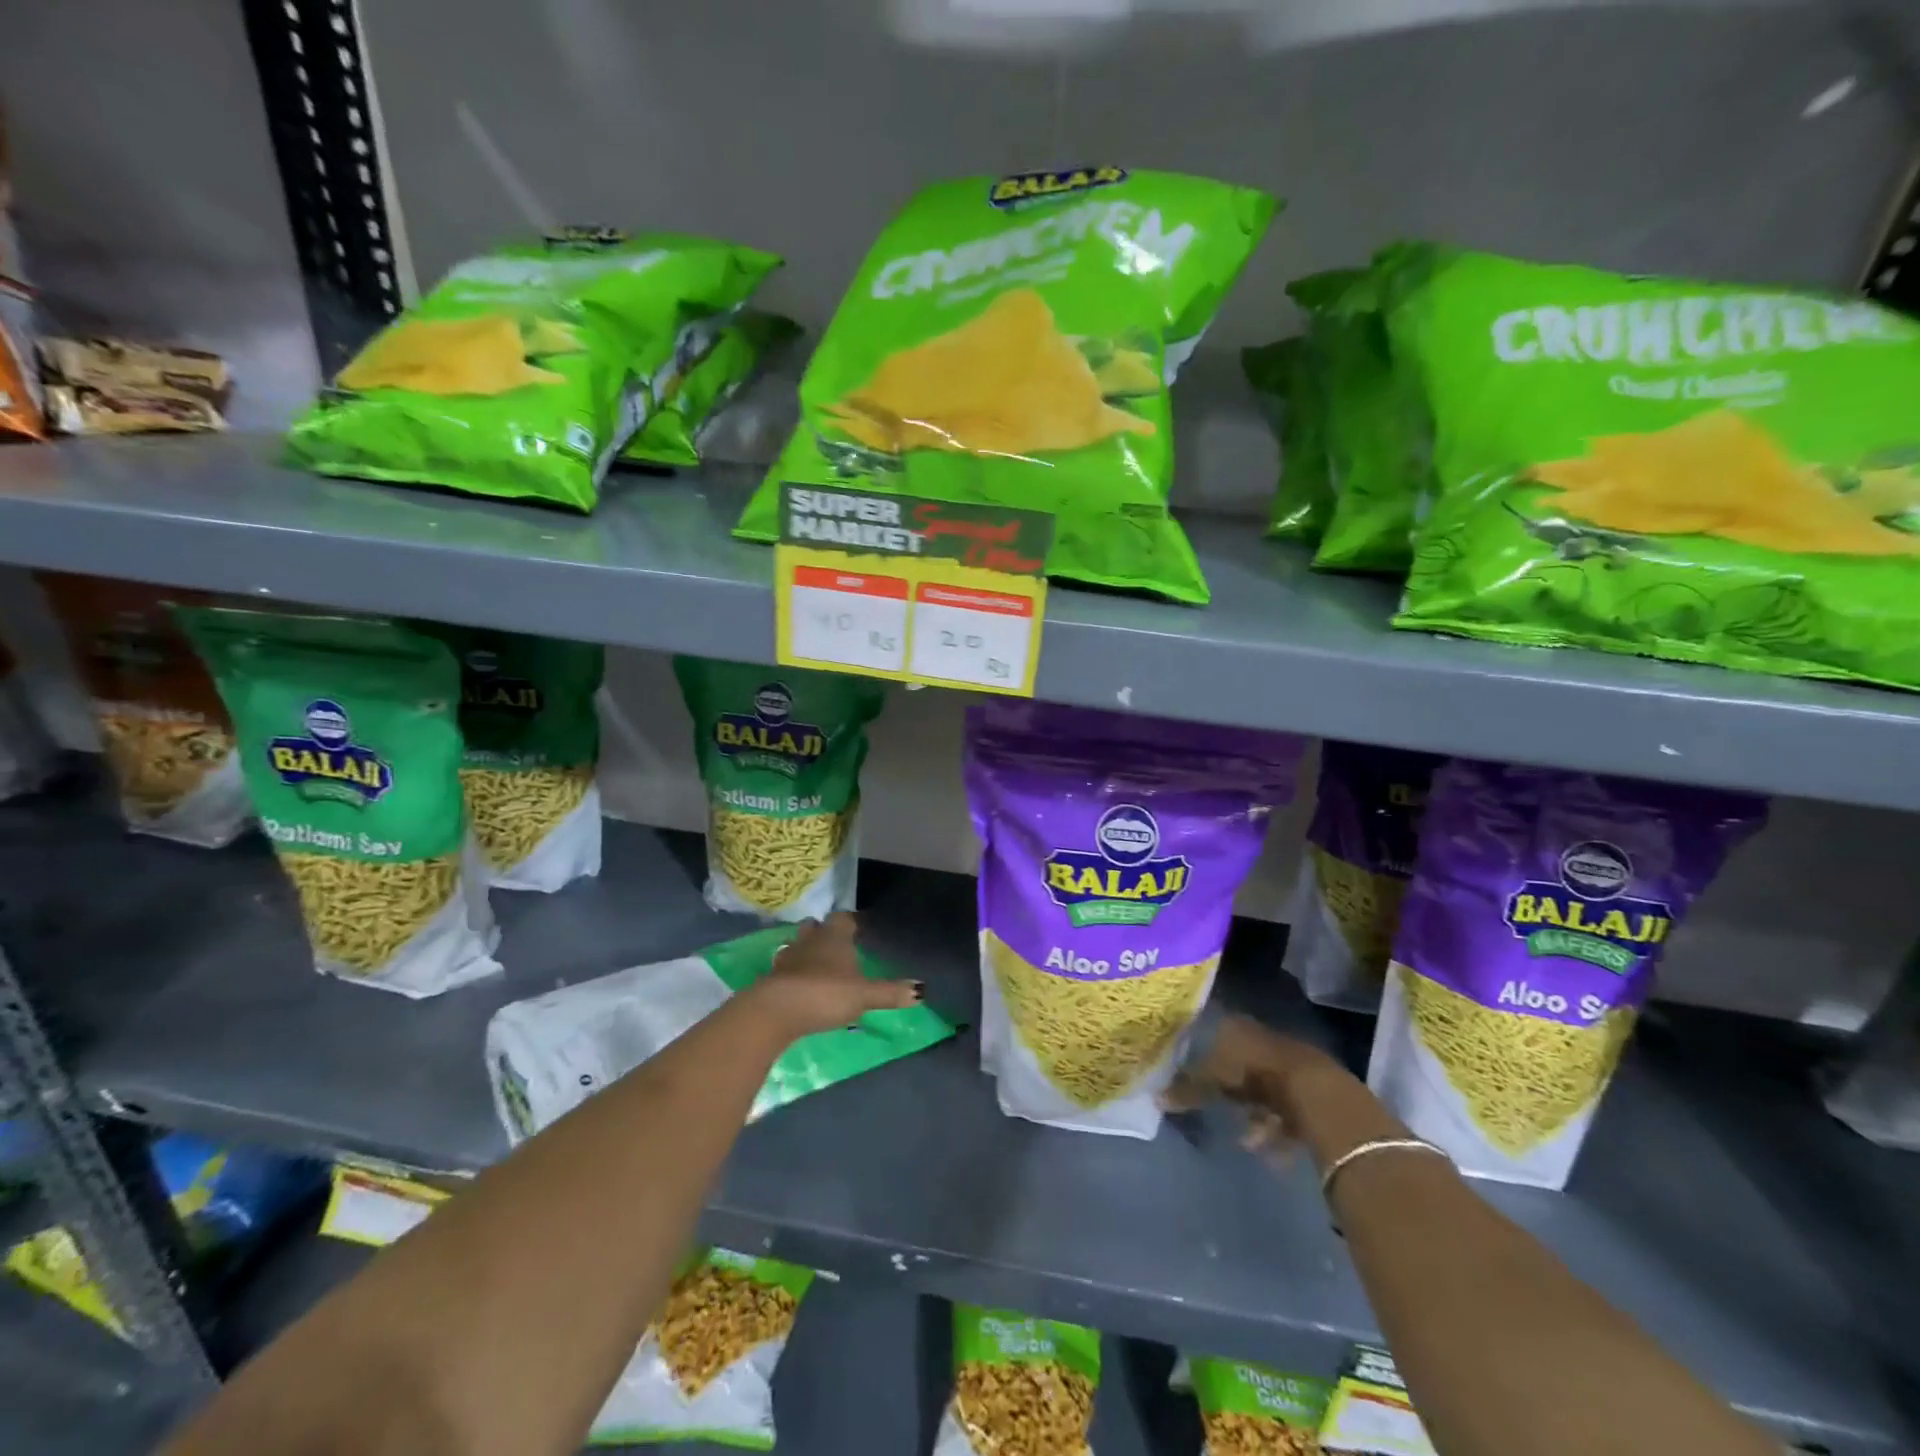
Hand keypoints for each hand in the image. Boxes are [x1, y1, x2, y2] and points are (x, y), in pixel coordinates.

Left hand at [746, 913, 924, 1040]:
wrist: (776, 1011)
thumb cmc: (826, 994)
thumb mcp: (864, 996)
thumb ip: (891, 992)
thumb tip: (922, 990)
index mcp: (834, 937)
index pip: (843, 918)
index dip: (850, 922)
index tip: (857, 929)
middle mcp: (810, 940)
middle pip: (815, 927)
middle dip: (824, 933)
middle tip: (836, 946)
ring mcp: (787, 958)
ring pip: (797, 946)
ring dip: (806, 952)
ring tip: (817, 966)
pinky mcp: (771, 978)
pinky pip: (785, 969)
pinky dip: (792, 974)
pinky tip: (799, 986)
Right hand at [1160, 1014, 1350, 1152]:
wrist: (1313, 1090)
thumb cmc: (1254, 1074)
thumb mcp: (1213, 1081)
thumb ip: (1187, 1089)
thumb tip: (1155, 1098)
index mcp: (1238, 1028)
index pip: (1217, 1036)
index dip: (1205, 1055)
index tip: (1195, 1074)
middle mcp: (1263, 1040)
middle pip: (1243, 1065)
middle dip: (1233, 1092)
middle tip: (1220, 1110)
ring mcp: (1290, 1063)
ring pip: (1266, 1091)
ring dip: (1256, 1118)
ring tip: (1247, 1142)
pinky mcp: (1310, 1089)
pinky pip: (1288, 1112)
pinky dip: (1277, 1132)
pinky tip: (1271, 1155)